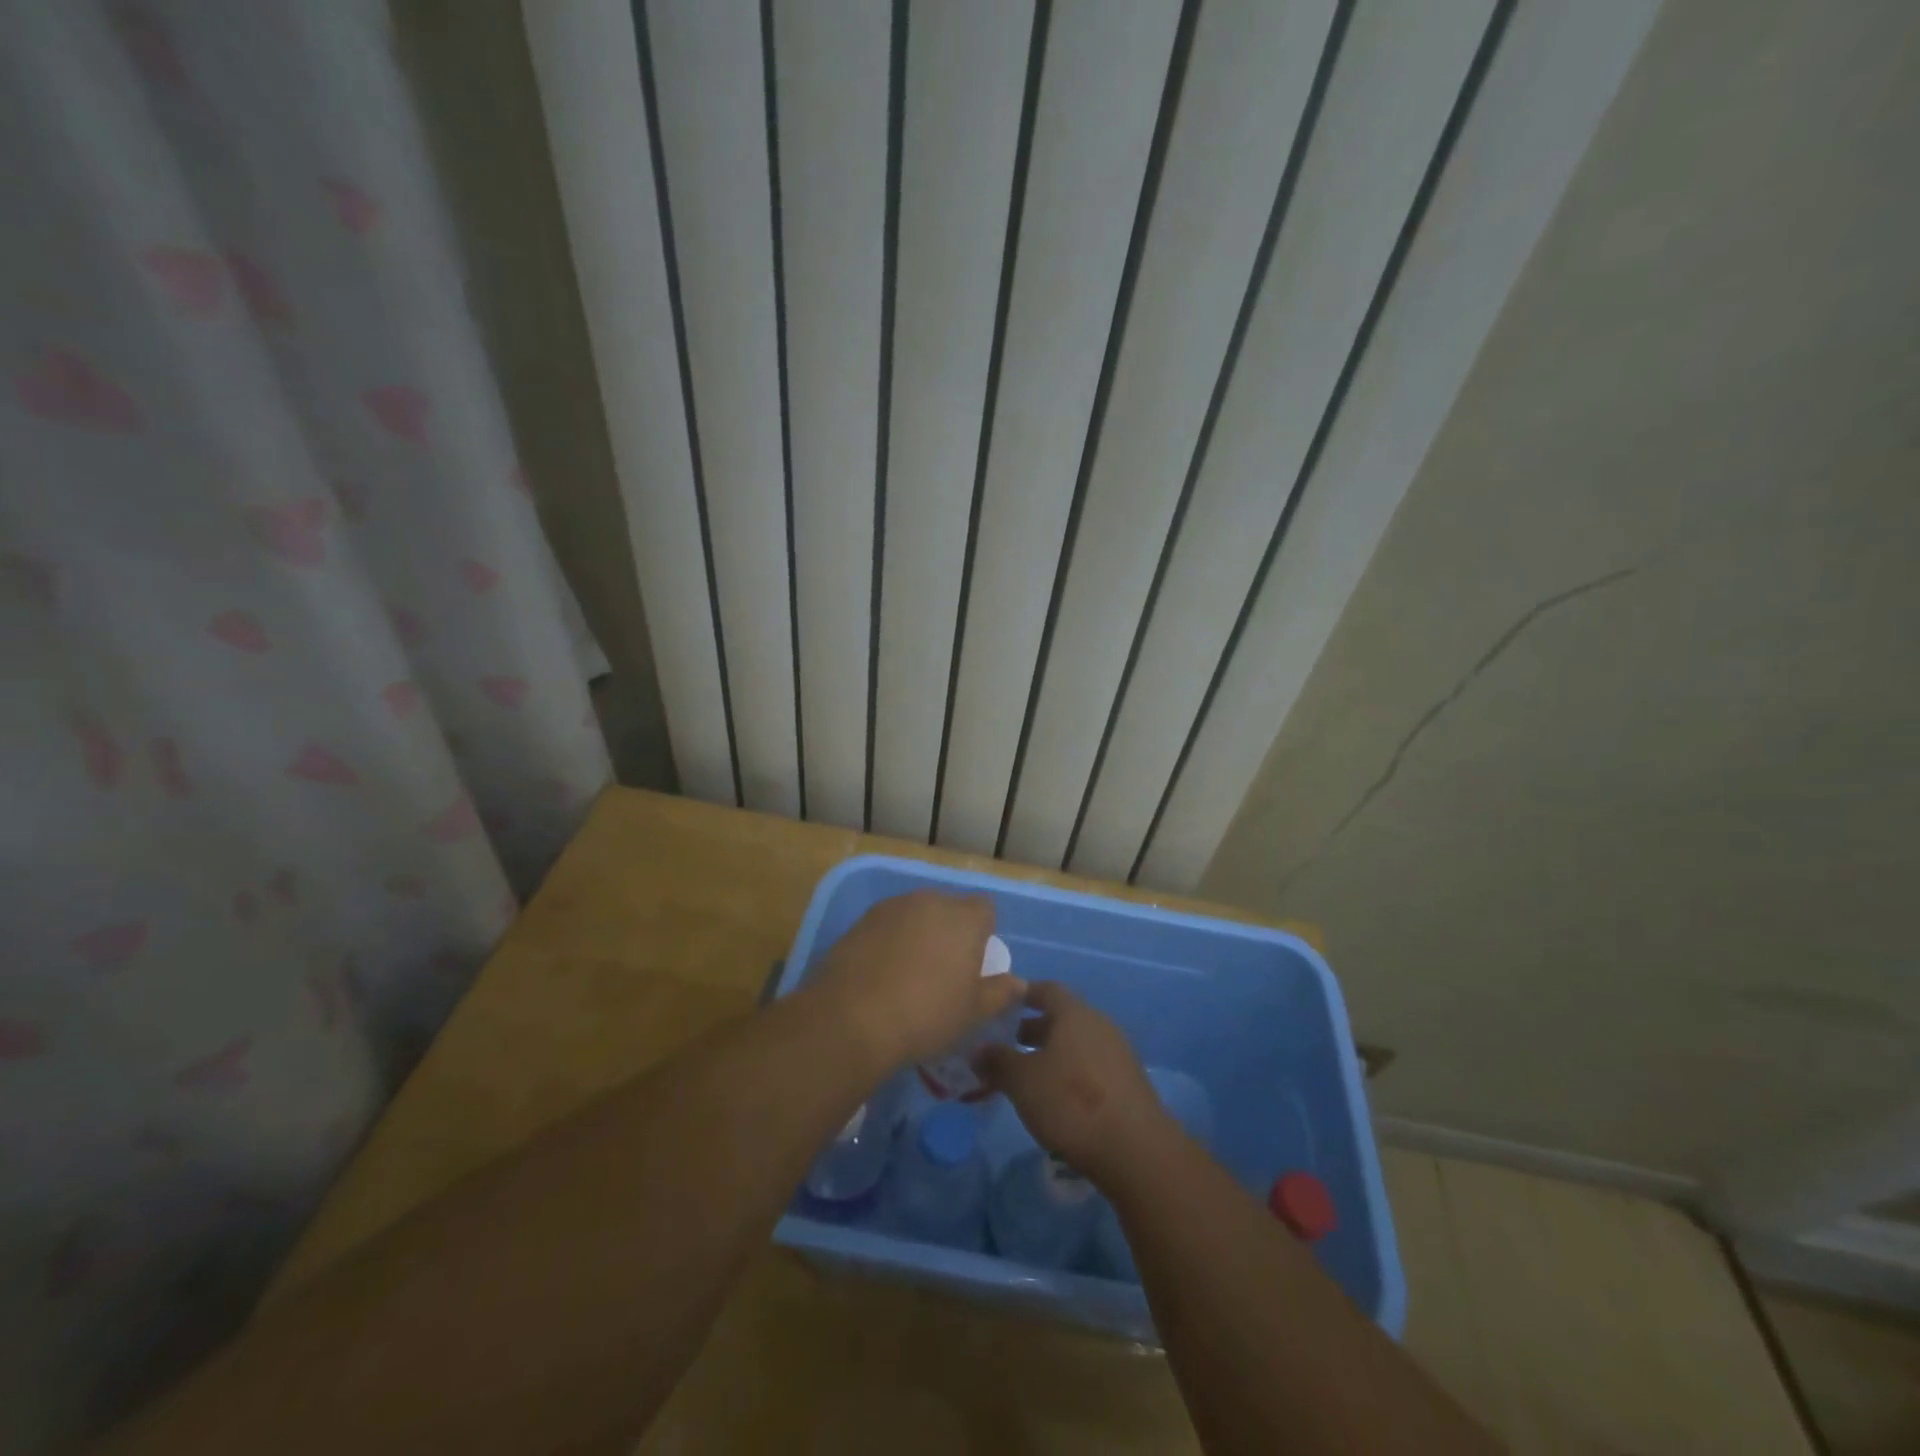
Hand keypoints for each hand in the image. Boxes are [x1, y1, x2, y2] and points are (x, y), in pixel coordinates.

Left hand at [809, 891, 1022, 1065]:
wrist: (853, 1018)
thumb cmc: (927, 1015)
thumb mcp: (973, 1013)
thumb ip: (1000, 993)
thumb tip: (1018, 983)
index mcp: (963, 918)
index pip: (985, 909)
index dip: (983, 932)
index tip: (975, 964)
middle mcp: (930, 901)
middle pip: (949, 908)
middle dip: (950, 931)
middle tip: (944, 971)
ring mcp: (892, 907)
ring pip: (917, 914)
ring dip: (919, 934)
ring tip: (910, 974)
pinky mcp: (862, 920)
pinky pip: (888, 925)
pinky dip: (890, 941)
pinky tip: (882, 974)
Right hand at [974, 982, 1169, 1184]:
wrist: (1135, 1149)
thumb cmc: (1071, 1102)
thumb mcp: (1022, 1081)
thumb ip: (997, 1061)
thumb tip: (977, 1048)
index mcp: (1074, 1013)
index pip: (1046, 989)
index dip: (1022, 995)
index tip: (1001, 1006)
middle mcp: (1098, 1024)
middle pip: (1062, 1018)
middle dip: (1034, 1029)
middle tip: (1007, 1046)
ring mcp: (1117, 1053)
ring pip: (1076, 1044)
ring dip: (1052, 1054)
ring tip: (1028, 1077)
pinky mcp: (1128, 1083)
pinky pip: (1091, 1066)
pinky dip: (1071, 1073)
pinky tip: (1057, 1099)